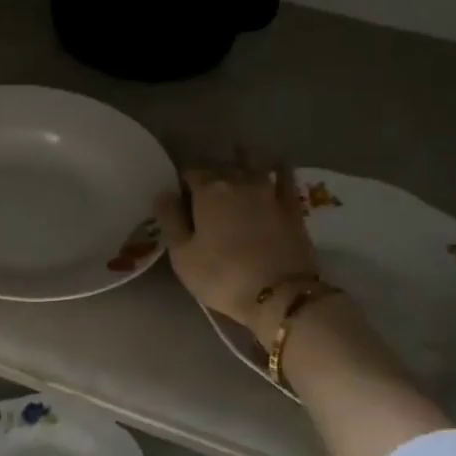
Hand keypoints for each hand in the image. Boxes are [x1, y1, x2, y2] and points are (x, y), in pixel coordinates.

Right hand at [156, 163, 321, 342]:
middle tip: (203, 186)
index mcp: (208, 190)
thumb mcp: (182, 254)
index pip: (190, 172)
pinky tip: (275, 166)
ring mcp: (269, 190)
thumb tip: (164, 193)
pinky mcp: (292, 206)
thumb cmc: (222, 276)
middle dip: (210, 171)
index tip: (178, 194)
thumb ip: (170, 219)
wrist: (280, 295)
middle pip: (220, 165)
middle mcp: (239, 181)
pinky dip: (277, 168)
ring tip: (236, 159)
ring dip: (241, 159)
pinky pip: (285, 176)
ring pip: (252, 163)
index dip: (182, 181)